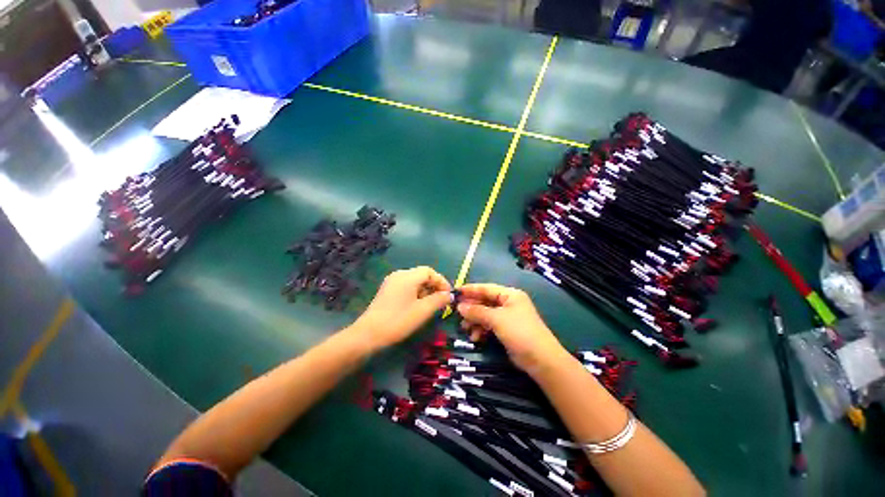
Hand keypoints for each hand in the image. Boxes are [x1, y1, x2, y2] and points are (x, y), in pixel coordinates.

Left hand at [350, 266, 451, 350]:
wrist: (368, 334)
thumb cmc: (398, 320)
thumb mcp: (423, 311)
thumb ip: (439, 300)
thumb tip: (449, 295)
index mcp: (407, 276)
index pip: (429, 271)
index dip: (441, 281)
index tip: (448, 295)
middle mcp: (399, 275)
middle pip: (422, 275)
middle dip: (434, 286)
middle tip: (442, 301)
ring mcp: (391, 282)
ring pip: (414, 281)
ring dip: (425, 290)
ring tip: (431, 305)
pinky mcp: (387, 290)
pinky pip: (406, 286)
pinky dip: (416, 293)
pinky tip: (418, 306)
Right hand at [456, 284, 568, 373]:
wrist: (541, 359)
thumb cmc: (519, 332)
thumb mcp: (496, 319)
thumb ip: (477, 311)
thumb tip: (459, 306)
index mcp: (510, 295)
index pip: (486, 288)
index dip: (471, 290)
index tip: (455, 292)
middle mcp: (508, 303)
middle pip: (485, 302)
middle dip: (471, 308)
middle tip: (457, 313)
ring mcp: (507, 317)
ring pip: (485, 315)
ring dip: (475, 321)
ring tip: (465, 328)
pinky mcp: (506, 330)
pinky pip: (489, 326)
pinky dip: (481, 330)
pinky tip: (475, 337)